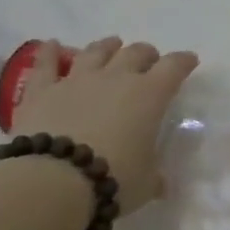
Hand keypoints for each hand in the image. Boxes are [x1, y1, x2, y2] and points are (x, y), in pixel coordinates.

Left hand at [9, 37, 198, 214]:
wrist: (52, 182)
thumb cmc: (113, 179)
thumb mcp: (145, 183)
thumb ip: (154, 176)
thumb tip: (160, 184)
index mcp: (150, 95)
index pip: (174, 67)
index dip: (183, 62)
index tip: (189, 61)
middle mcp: (116, 78)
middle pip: (136, 53)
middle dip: (146, 54)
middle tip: (149, 60)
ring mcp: (76, 80)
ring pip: (95, 52)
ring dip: (107, 47)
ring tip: (112, 45)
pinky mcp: (41, 91)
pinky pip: (45, 64)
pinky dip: (48, 53)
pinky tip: (50, 44)